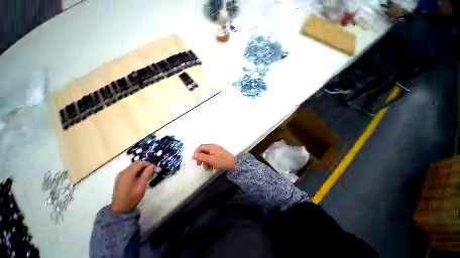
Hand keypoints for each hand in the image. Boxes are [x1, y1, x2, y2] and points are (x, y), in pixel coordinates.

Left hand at [111, 161, 156, 213]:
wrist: (120, 209)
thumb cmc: (132, 196)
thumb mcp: (142, 184)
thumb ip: (147, 173)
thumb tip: (152, 165)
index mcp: (128, 173)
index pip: (140, 163)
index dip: (149, 164)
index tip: (155, 170)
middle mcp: (123, 172)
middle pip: (136, 164)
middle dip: (146, 167)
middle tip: (152, 173)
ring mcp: (121, 176)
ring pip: (134, 168)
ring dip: (142, 170)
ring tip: (148, 176)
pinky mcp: (120, 180)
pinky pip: (130, 172)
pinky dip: (137, 173)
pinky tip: (140, 179)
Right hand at [192, 144, 236, 171]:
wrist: (233, 164)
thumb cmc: (221, 161)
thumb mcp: (210, 159)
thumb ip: (201, 157)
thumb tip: (193, 155)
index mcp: (212, 147)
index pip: (201, 147)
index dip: (196, 153)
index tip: (195, 160)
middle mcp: (214, 148)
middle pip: (204, 152)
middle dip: (201, 159)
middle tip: (200, 165)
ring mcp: (217, 151)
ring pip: (208, 156)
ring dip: (206, 162)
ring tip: (208, 168)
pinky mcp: (220, 155)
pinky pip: (212, 158)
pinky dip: (210, 162)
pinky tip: (212, 167)